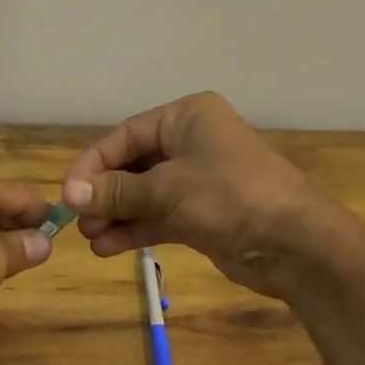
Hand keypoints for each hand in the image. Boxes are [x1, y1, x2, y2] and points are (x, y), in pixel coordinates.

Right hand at [60, 91, 353, 298]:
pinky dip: (136, 229)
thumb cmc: (230, 197)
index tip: (68, 192)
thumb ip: (118, 191)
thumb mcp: (168, 190)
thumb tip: (70, 194)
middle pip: (134, 164)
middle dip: (105, 192)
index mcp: (187, 117)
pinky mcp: (204, 213)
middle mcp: (192, 142)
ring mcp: (199, 179)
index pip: (126, 135)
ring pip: (145, 193)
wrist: (296, 244)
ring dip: (117, 214)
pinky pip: (160, 215)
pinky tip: (108, 247)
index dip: (94, 163)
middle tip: (78, 220)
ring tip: (90, 239)